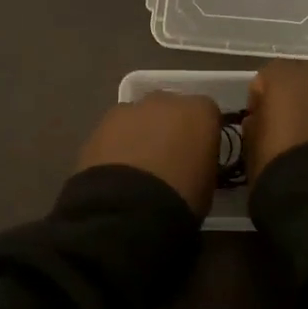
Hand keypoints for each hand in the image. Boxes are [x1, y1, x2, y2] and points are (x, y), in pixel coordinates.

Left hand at [76, 91, 222, 215]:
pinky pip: (115, 131)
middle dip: (169, 127)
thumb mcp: (207, 182)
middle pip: (170, 109)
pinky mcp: (100, 124)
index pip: (207, 114)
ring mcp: (129, 109)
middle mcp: (166, 101)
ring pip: (139, 117)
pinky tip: (116, 170)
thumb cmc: (182, 197)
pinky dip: (116, 145)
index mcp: (200, 111)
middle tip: (166, 158)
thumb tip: (191, 164)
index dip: (201, 134)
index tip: (198, 155)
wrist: (129, 207)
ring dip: (139, 134)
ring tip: (137, 168)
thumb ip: (200, 161)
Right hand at [244, 62, 307, 181]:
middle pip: (301, 80)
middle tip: (290, 128)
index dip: (260, 104)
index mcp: (282, 76)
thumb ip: (255, 125)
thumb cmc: (279, 166)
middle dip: (294, 99)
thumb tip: (260, 121)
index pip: (264, 81)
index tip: (258, 126)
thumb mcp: (252, 148)